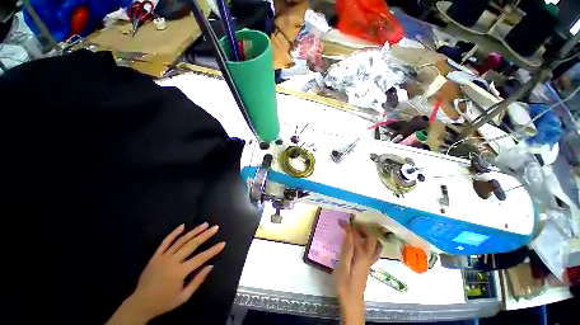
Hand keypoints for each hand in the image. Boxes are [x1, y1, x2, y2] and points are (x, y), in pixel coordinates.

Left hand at [106, 223, 225, 323]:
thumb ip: (198, 281)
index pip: (201, 258)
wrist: (140, 304)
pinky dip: (174, 233)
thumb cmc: (164, 302)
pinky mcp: (155, 256)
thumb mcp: (184, 296)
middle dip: (205, 235)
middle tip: (215, 227)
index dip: (213, 250)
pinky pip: (165, 242)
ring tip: (204, 224)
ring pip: (181, 240)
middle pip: (192, 244)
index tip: (223, 243)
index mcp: (180, 272)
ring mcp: (163, 257)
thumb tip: (210, 266)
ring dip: (194, 231)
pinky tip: (182, 226)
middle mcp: (172, 261)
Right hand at [335, 221, 380, 324]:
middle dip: (362, 227)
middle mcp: (368, 256)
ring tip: (357, 230)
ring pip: (375, 243)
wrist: (352, 302)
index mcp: (361, 256)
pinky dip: (369, 242)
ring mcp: (370, 261)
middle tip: (351, 224)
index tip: (340, 221)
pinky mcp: (369, 264)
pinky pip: (373, 249)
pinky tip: (360, 243)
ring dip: (368, 234)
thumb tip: (348, 233)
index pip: (356, 236)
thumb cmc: (344, 285)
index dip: (348, 226)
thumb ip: (346, 249)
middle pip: (371, 237)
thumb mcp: (342, 266)